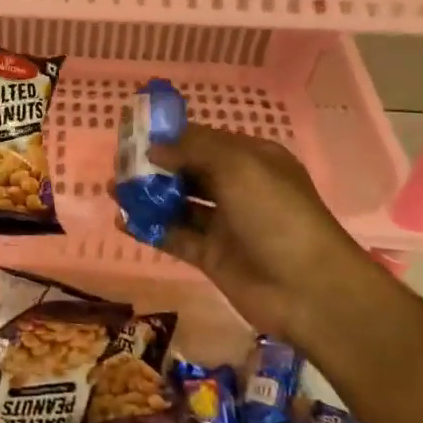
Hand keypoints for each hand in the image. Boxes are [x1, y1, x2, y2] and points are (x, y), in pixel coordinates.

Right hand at [140, 123, 385, 348]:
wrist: (308, 289)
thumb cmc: (276, 214)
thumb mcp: (238, 167)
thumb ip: (193, 150)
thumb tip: (155, 148)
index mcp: (252, 160)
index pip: (204, 140)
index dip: (170, 136)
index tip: (133, 133)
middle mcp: (237, 188)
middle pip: (189, 171)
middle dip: (155, 166)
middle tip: (118, 163)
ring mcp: (224, 224)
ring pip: (179, 204)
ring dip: (148, 196)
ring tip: (113, 189)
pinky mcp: (211, 257)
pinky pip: (175, 236)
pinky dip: (150, 228)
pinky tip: (122, 221)